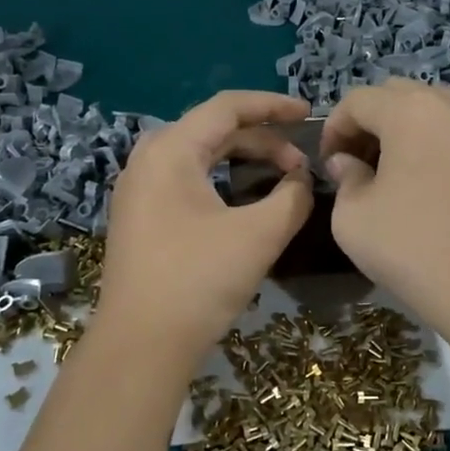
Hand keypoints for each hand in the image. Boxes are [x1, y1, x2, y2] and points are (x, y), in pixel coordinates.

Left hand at [97, 90, 314, 362]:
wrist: (141, 344)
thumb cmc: (199, 281)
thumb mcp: (259, 235)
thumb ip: (292, 197)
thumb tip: (302, 180)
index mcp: (170, 150)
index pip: (227, 108)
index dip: (273, 106)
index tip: (310, 115)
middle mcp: (148, 160)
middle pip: (213, 130)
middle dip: (262, 139)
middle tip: (300, 162)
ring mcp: (139, 190)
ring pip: (199, 157)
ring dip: (243, 161)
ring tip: (280, 177)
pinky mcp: (140, 217)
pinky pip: (186, 181)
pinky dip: (222, 181)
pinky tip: (244, 201)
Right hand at [320, 80, 449, 345]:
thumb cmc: (414, 249)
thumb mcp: (353, 219)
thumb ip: (345, 180)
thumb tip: (349, 164)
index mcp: (410, 111)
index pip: (358, 100)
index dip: (333, 128)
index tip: (328, 165)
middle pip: (401, 96)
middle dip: (372, 123)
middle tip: (359, 164)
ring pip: (437, 114)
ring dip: (408, 134)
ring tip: (397, 176)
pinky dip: (441, 151)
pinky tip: (436, 194)